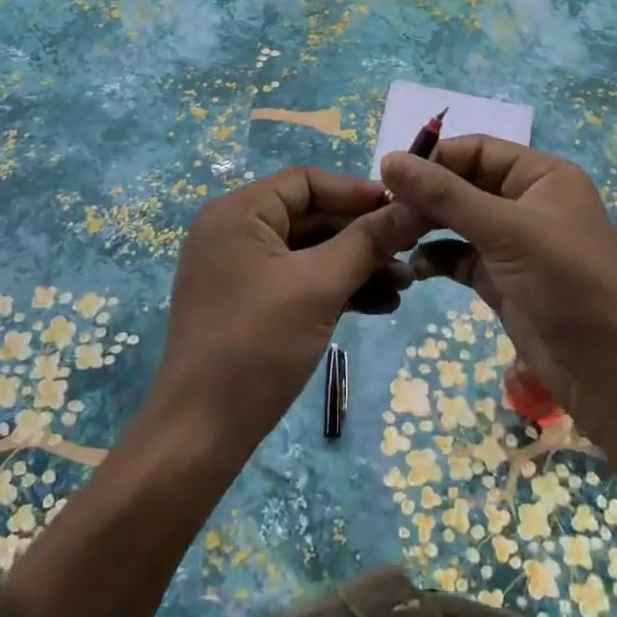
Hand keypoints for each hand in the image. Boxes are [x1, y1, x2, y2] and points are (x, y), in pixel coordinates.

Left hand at [154, 166, 422, 447]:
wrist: (201, 435)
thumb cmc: (257, 345)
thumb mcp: (319, 286)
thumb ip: (368, 241)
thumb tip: (415, 206)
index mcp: (238, 213)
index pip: (306, 181)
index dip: (357, 192)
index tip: (404, 211)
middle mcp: (235, 232)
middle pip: (311, 216)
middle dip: (363, 237)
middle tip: (411, 253)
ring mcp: (240, 270)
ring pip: (310, 252)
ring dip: (357, 265)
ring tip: (405, 286)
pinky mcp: (249, 303)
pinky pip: (300, 281)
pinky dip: (336, 290)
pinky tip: (380, 306)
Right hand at [379, 137, 616, 422]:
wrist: (607, 369)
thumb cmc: (564, 282)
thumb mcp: (504, 230)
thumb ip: (445, 194)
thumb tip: (388, 159)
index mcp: (541, 175)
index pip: (477, 150)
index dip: (434, 159)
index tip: (389, 175)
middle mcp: (527, 201)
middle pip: (464, 184)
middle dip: (427, 196)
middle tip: (386, 210)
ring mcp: (514, 241)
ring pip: (459, 220)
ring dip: (427, 226)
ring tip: (393, 237)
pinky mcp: (502, 277)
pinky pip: (460, 256)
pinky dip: (437, 258)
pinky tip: (415, 268)